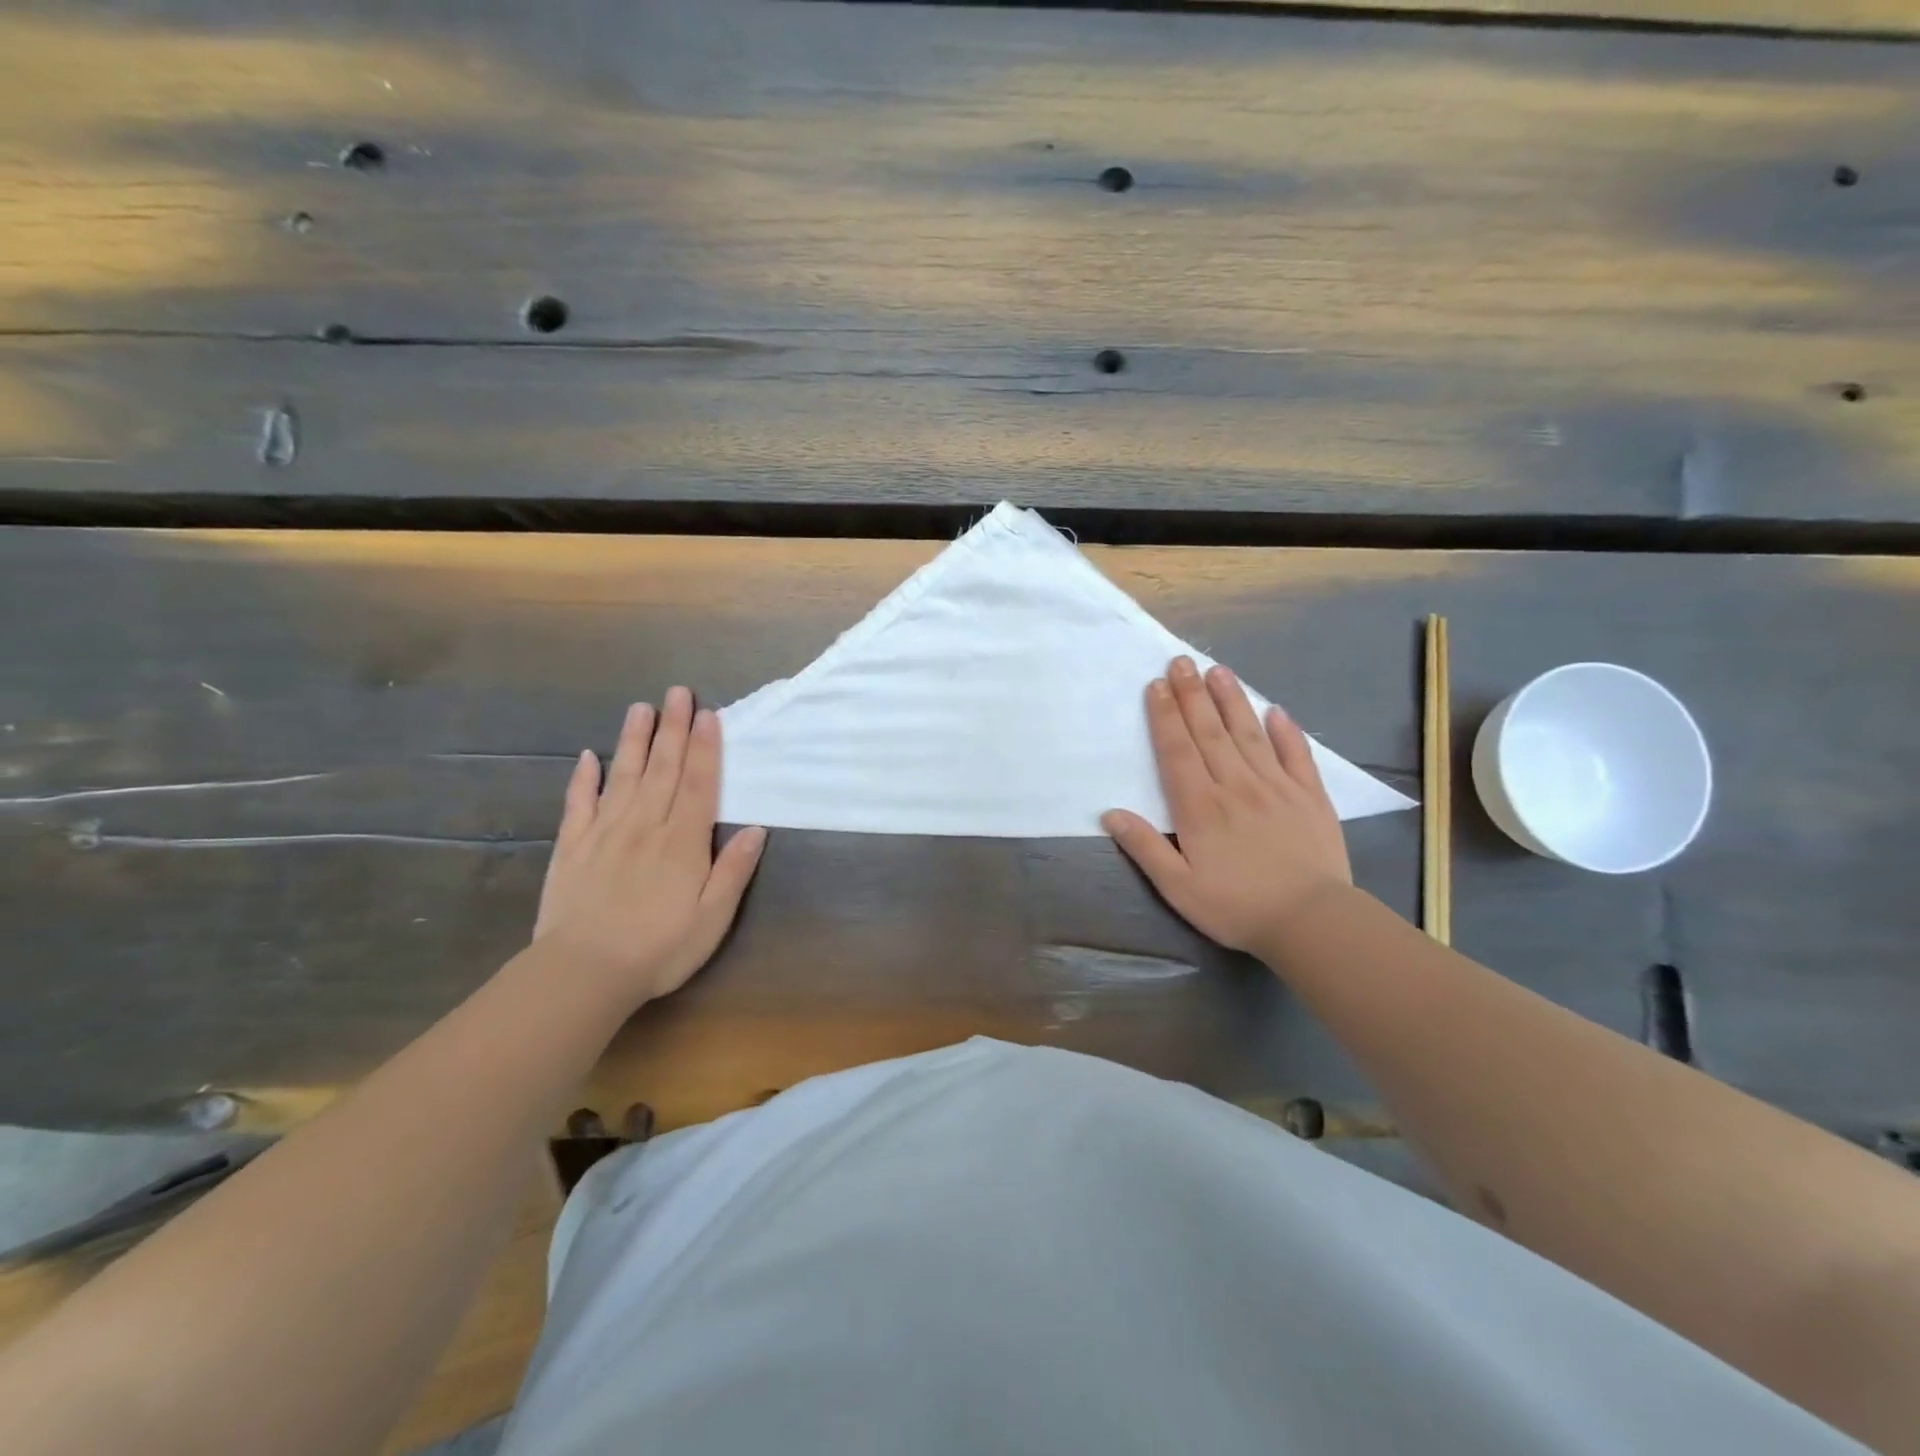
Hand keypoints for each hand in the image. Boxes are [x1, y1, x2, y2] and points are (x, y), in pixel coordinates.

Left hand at [534, 688, 766, 1008]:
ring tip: (640, 708)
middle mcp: (645, 826)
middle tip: (677, 692)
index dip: (705, 748)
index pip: (698, 784)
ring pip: (623, 776)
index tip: (708, 714)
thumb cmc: (659, 948)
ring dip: (634, 740)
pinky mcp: (572, 847)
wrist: (583, 973)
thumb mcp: (712, 918)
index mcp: (682, 841)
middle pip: (662, 769)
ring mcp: (604, 833)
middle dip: (672, 729)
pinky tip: (587, 757)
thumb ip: (733, 870)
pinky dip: (583, 778)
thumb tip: (757, 828)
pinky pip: (578, 804)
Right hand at [1103, 656, 1350, 959]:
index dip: (1165, 716)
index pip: (1177, 751)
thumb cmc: (1236, 907)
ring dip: (1231, 700)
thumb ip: (1145, 848)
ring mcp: (1276, 787)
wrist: (1311, 921)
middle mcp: (1235, 786)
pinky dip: (1286, 731)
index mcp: (1200, 807)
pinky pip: (1296, 755)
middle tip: (1180, 661)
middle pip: (1209, 732)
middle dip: (1191, 694)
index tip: (1156, 686)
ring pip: (1248, 734)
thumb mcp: (1179, 888)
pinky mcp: (1310, 796)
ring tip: (1217, 671)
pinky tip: (1275, 710)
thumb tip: (1110, 814)